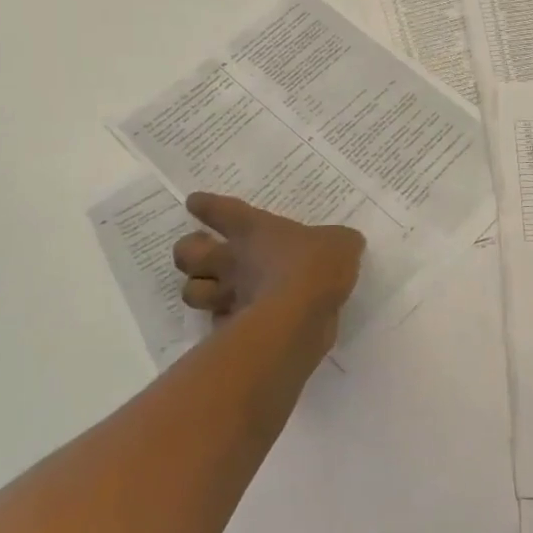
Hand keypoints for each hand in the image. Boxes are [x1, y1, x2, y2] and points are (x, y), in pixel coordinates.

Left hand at [172, 194, 363, 334]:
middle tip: (201, 253)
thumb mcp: (341, 243)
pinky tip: (236, 322)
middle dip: (187, 252)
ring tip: (211, 290)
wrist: (300, 316)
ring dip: (197, 289)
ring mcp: (228, 296)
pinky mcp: (232, 330)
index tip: (194, 202)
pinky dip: (222, 322)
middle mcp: (232, 260)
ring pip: (191, 292)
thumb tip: (345, 243)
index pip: (220, 210)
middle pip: (187, 253)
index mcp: (254, 229)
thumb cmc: (315, 265)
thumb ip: (339, 241)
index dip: (205, 205)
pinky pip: (217, 323)